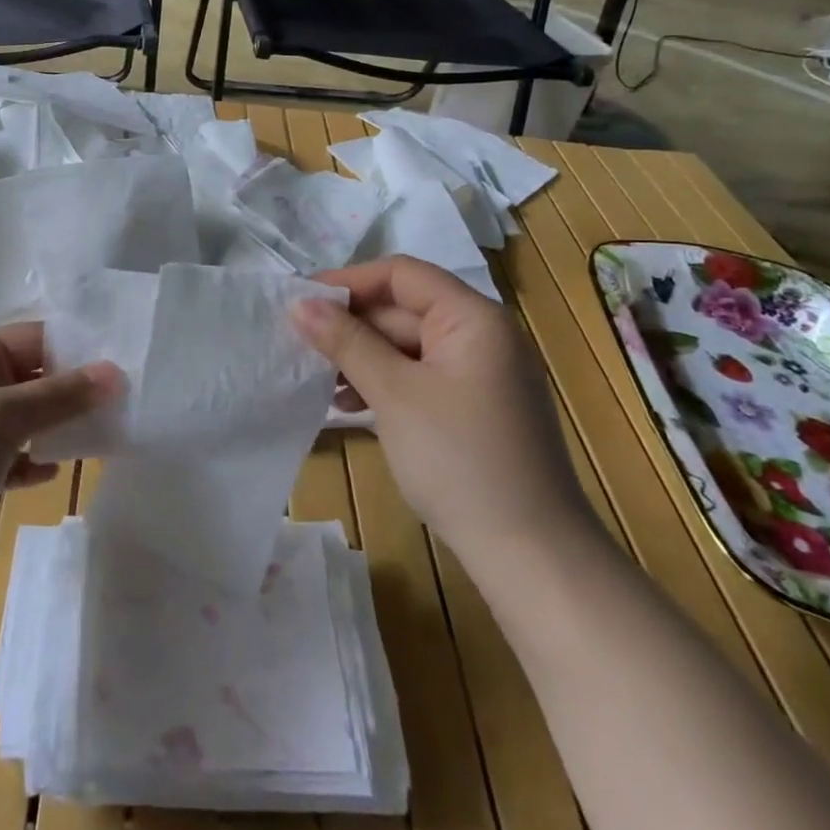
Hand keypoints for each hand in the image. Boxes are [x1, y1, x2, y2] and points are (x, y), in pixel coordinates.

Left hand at [0, 323, 120, 595]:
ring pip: (20, 422)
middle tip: (126, 406)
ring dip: (55, 429)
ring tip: (104, 438)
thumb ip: (60, 396)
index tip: (126, 366)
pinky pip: (4, 460)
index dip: (80, 350)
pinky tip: (52, 474)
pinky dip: (28, 463)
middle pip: (31, 380)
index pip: (35, 340)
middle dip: (73, 393)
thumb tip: (117, 373)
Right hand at [293, 257, 591, 557]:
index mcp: (473, 318)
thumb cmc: (460, 459)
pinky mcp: (472, 407)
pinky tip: (351, 406)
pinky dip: (384, 383)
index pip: (402, 275)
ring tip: (322, 384)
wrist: (529, 554)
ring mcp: (479, 374)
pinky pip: (419, 376)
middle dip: (352, 326)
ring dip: (362, 357)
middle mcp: (481, 335)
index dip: (349, 281)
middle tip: (300, 346)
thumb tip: (299, 304)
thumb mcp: (394, 394)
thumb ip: (347, 342)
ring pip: (407, 346)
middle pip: (404, 309)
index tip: (300, 301)